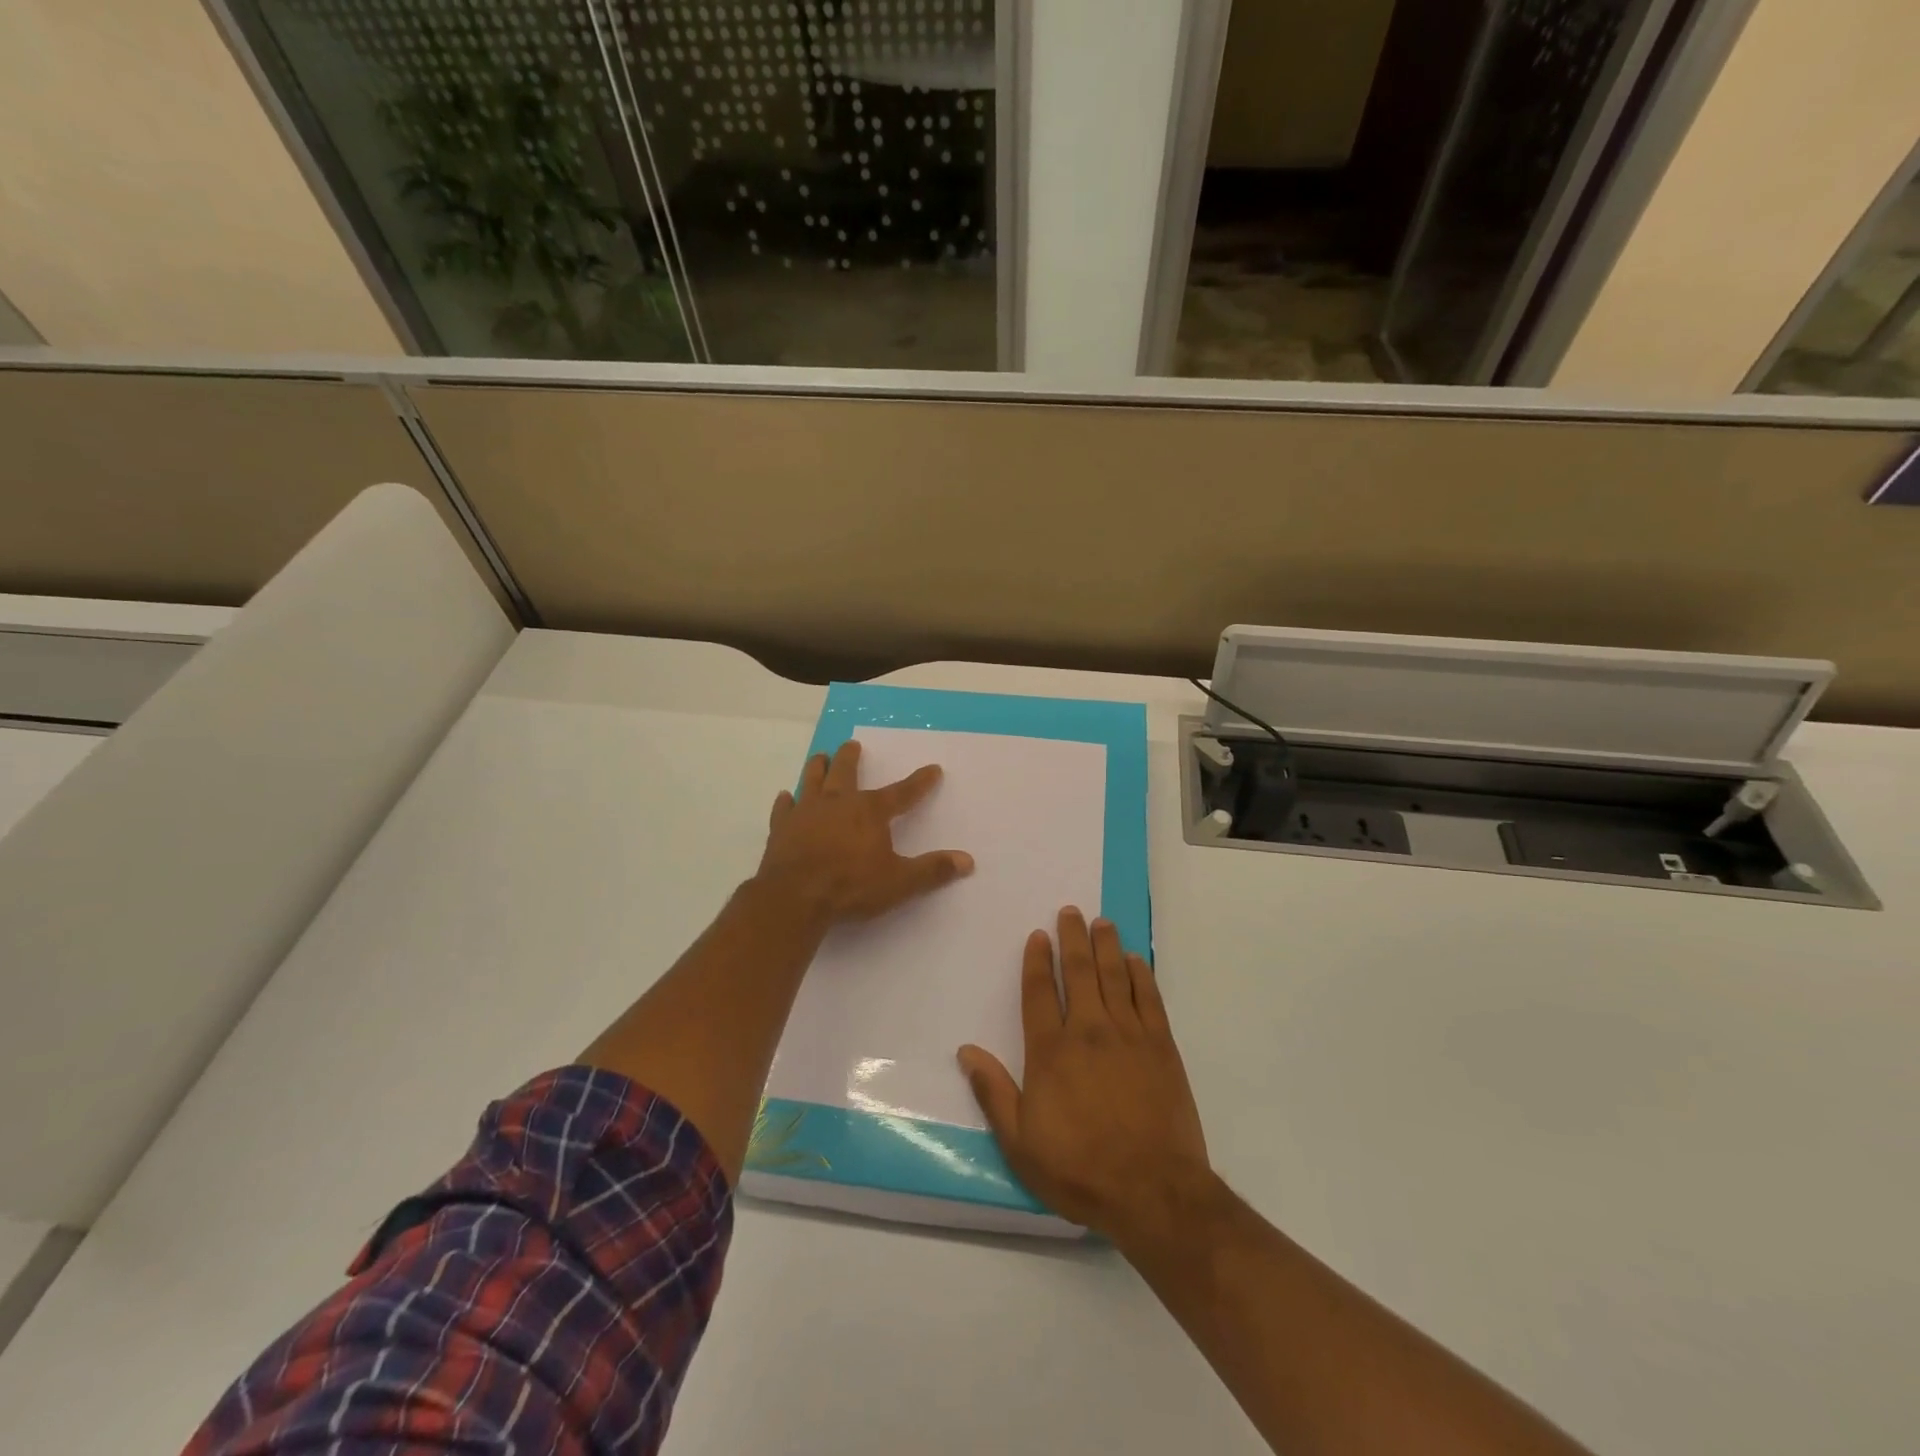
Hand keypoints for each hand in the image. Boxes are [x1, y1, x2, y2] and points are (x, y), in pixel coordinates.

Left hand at [754, 739, 973, 928]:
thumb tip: (967, 861)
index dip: (920, 782)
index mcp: (870, 811)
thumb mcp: (899, 882)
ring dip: (818, 767)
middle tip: (853, 744)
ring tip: (821, 756)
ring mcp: (806, 812)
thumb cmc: (851, 886)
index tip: (933, 769)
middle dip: (852, 757)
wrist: (794, 897)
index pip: (903, 793)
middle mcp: (838, 802)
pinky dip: (786, 802)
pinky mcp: (781, 828)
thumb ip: (932, 870)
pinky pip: (784, 808)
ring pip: (812, 780)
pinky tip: (785, 796)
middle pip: (846, 772)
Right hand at [958, 908, 1214, 1248]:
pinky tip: (1135, 960)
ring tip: (1101, 922)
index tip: (1038, 935)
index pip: (1039, 993)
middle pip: (1078, 972)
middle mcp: (1088, 1031)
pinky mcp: (1161, 1046)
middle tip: (1071, 912)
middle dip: (1072, 938)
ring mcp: (1128, 1035)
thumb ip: (994, 1093)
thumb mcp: (1021, 1144)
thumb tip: (966, 1051)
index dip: (1036, 961)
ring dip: (1106, 946)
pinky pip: (1149, 998)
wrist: (1153, 1192)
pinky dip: (1141, 974)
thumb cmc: (1080, 1170)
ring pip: (1114, 976)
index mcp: (1051, 1051)